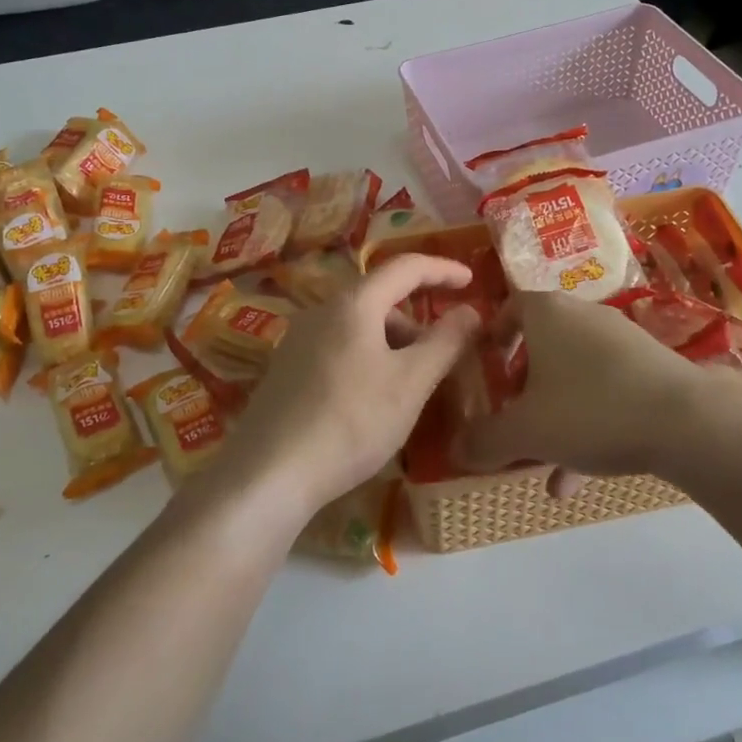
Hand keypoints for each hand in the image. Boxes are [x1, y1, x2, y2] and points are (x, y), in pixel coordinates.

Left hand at [221, 255, 481, 524]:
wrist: (269, 474)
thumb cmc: (351, 421)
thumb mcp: (410, 383)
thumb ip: (445, 342)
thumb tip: (470, 311)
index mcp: (353, 303)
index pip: (406, 267)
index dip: (442, 270)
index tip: (472, 282)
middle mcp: (320, 311)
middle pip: (380, 299)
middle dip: (417, 322)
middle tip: (441, 358)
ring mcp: (297, 340)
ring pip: (359, 327)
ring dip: (392, 345)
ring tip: (408, 389)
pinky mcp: (285, 370)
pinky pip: (338, 349)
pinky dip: (367, 360)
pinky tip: (371, 402)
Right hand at [455, 291, 741, 494]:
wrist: (688, 422)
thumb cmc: (590, 410)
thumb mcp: (525, 432)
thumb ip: (485, 440)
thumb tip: (455, 449)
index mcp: (547, 313)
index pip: (509, 307)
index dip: (492, 334)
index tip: (483, 364)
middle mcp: (583, 316)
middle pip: (542, 346)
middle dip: (523, 388)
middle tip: (509, 418)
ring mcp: (622, 340)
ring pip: (573, 376)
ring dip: (554, 417)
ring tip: (541, 468)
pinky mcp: (652, 367)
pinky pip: (606, 391)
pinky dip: (588, 424)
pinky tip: (580, 478)